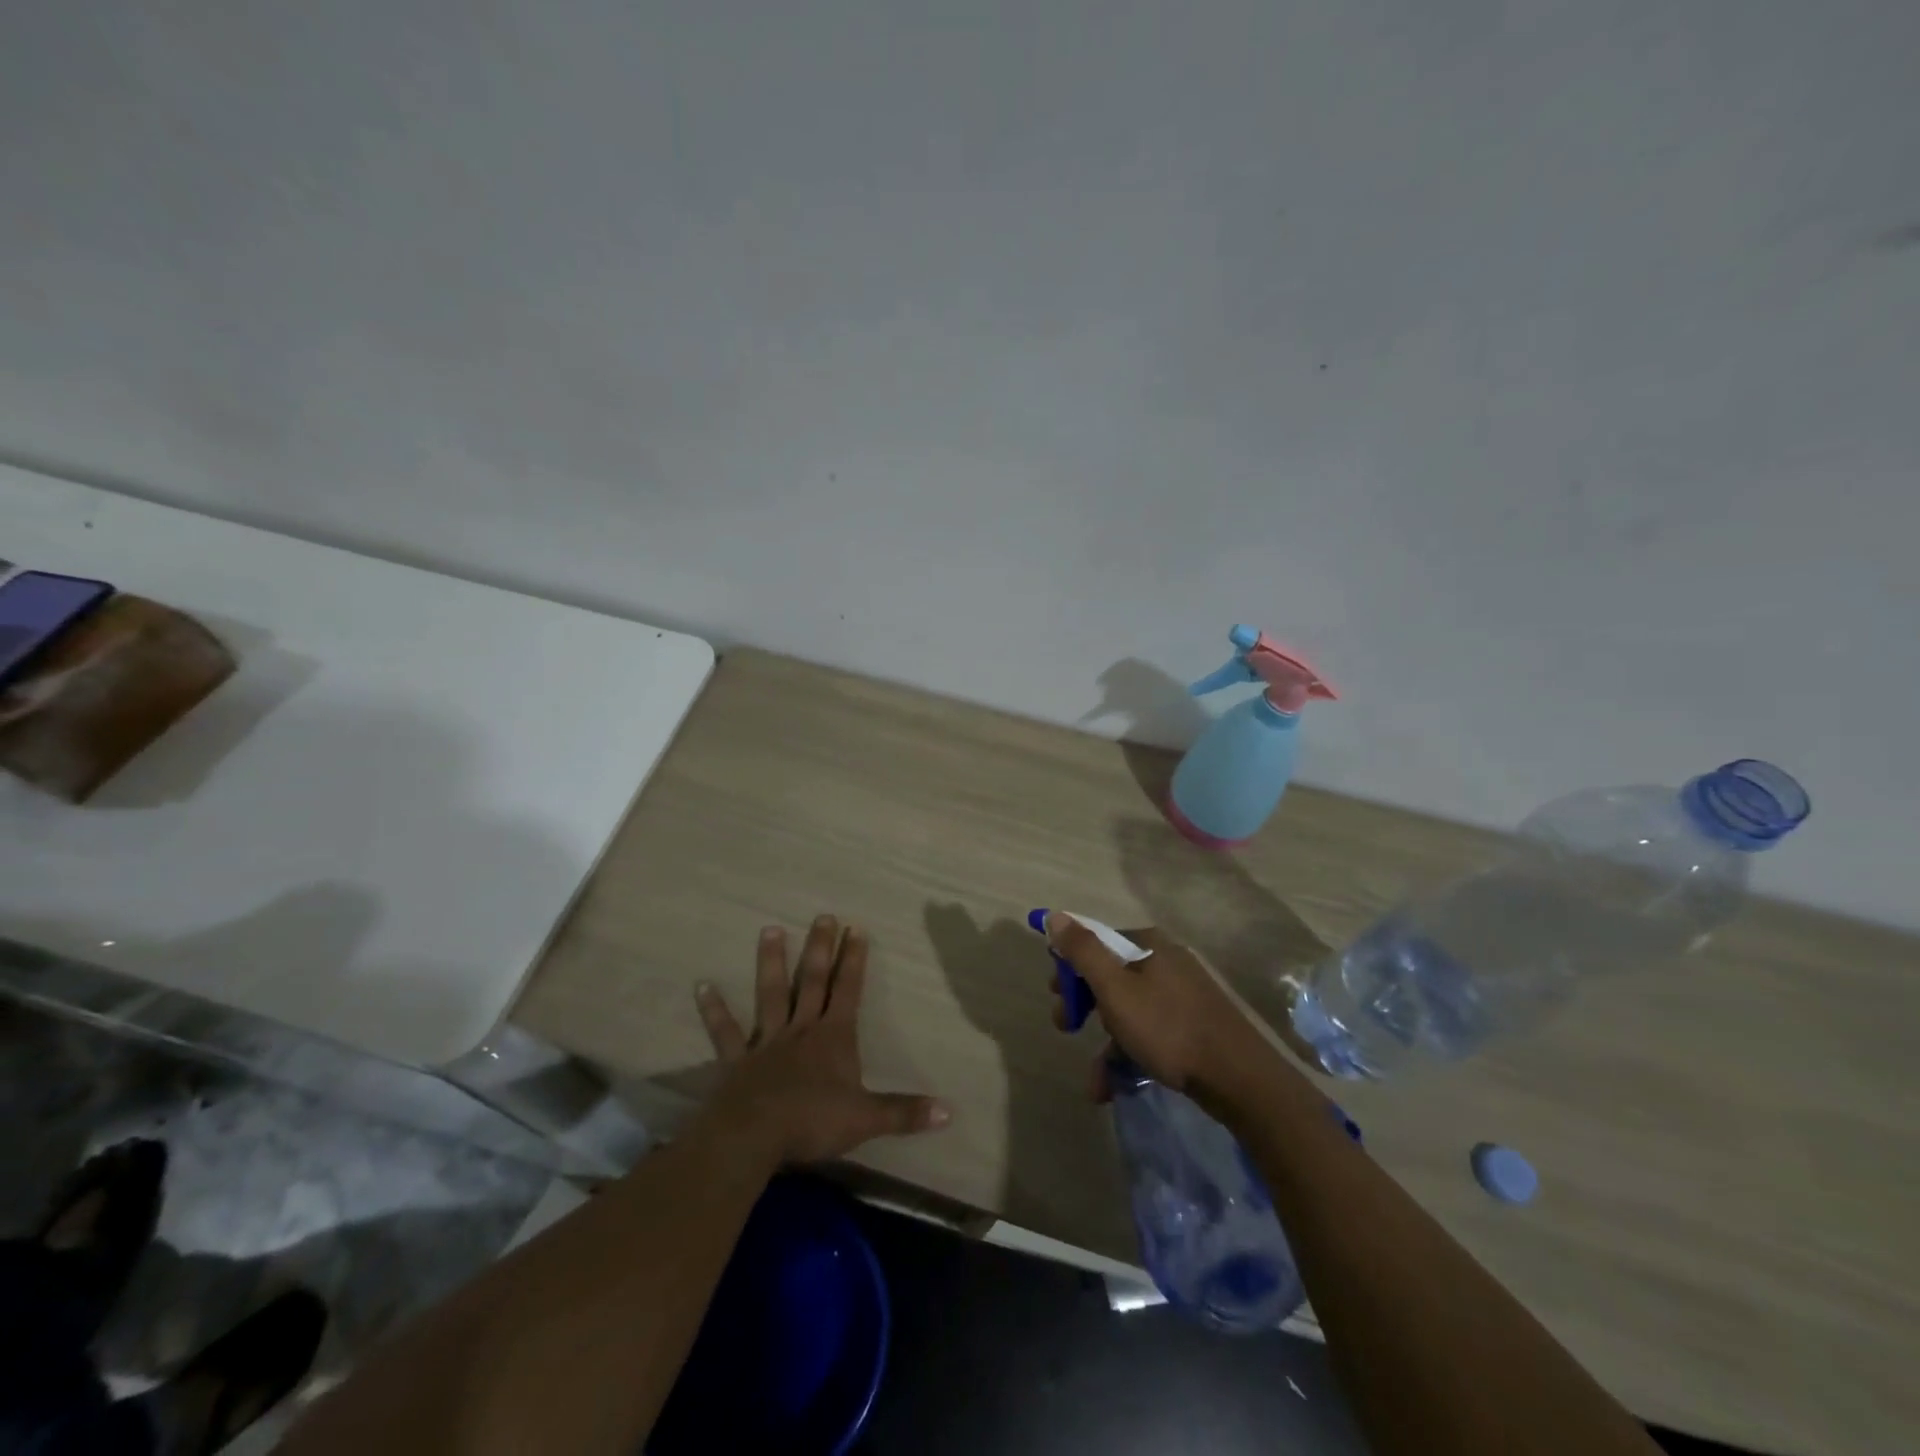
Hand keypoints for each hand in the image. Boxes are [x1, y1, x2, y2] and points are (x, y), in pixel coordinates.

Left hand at [695, 915, 949, 1165]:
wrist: (753, 1137)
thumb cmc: (813, 1122)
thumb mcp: (866, 1119)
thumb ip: (905, 1113)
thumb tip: (949, 1111)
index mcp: (834, 1038)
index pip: (848, 990)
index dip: (854, 960)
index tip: (856, 928)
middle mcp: (801, 1029)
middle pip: (812, 981)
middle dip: (820, 948)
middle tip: (822, 915)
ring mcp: (766, 1042)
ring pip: (771, 994)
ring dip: (771, 962)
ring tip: (769, 929)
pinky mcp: (737, 1060)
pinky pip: (724, 1032)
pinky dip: (714, 1009)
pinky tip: (702, 986)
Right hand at [1046, 913, 1281, 1111]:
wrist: (1239, 1078)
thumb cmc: (1167, 1028)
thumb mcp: (1115, 988)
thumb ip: (1082, 951)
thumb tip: (1054, 915)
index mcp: (1148, 945)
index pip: (1097, 942)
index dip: (1071, 966)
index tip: (1056, 993)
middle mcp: (1166, 962)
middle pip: (1111, 976)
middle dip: (1084, 1005)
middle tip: (1066, 1027)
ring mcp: (1182, 995)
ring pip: (1129, 1011)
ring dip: (1105, 1044)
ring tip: (1095, 1082)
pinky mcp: (1193, 1026)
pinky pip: (1150, 1033)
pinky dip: (1129, 1056)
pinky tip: (1115, 1087)